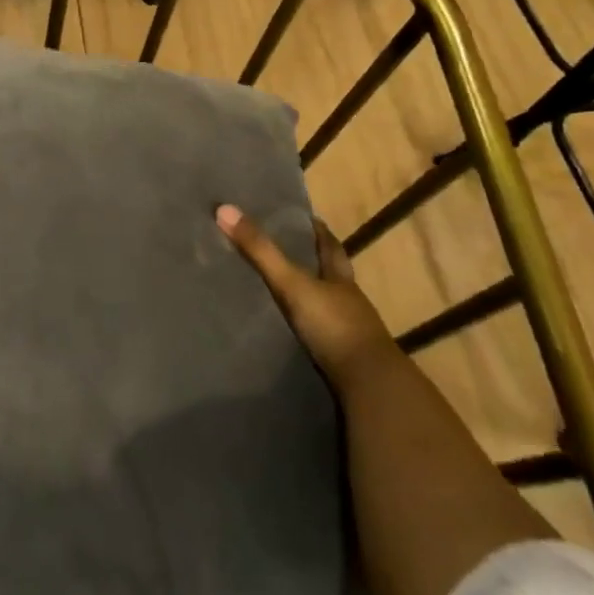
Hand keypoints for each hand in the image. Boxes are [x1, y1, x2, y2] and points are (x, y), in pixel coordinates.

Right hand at [217, 203, 392, 386]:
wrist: (369, 385)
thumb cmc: (334, 325)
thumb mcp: (292, 284)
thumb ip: (260, 251)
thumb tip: (224, 209)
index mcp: (340, 278)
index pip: (330, 246)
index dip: (319, 231)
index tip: (308, 218)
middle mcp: (348, 300)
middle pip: (333, 275)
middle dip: (317, 262)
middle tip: (292, 251)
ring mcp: (350, 332)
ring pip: (329, 305)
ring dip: (313, 297)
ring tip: (285, 291)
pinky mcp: (344, 359)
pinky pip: (323, 336)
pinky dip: (310, 329)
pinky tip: (294, 331)